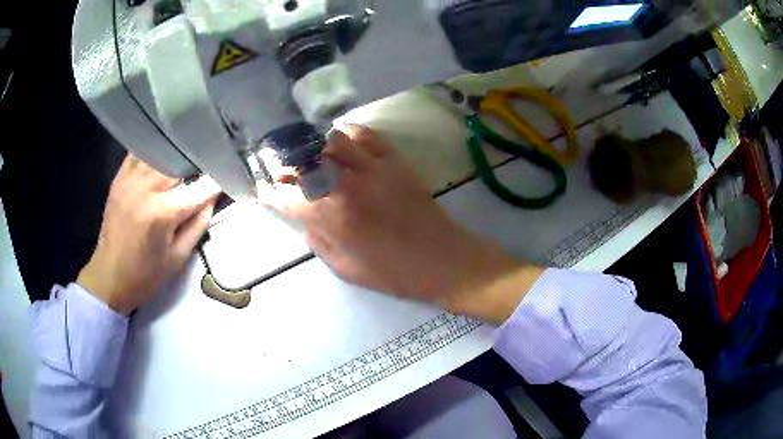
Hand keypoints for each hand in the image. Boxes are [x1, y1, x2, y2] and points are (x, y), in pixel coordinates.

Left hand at [77, 156, 219, 314]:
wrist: (109, 277)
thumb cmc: (146, 275)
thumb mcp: (179, 257)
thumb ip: (198, 224)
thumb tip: (212, 198)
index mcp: (163, 213)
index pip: (201, 187)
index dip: (218, 182)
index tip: (229, 177)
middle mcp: (146, 189)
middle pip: (181, 162)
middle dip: (198, 164)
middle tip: (208, 167)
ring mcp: (130, 180)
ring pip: (161, 152)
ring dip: (177, 155)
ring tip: (187, 159)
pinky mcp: (119, 179)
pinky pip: (139, 153)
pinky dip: (153, 151)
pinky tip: (162, 156)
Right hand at [262, 126, 542, 323]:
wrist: (444, 259)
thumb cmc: (395, 273)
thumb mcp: (346, 269)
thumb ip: (319, 240)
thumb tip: (306, 218)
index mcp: (334, 217)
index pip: (289, 195)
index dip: (272, 192)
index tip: (265, 190)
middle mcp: (348, 184)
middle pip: (305, 159)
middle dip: (286, 164)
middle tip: (284, 172)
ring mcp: (373, 167)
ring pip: (331, 140)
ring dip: (313, 146)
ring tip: (309, 157)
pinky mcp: (394, 160)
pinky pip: (365, 135)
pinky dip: (347, 134)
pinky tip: (341, 144)